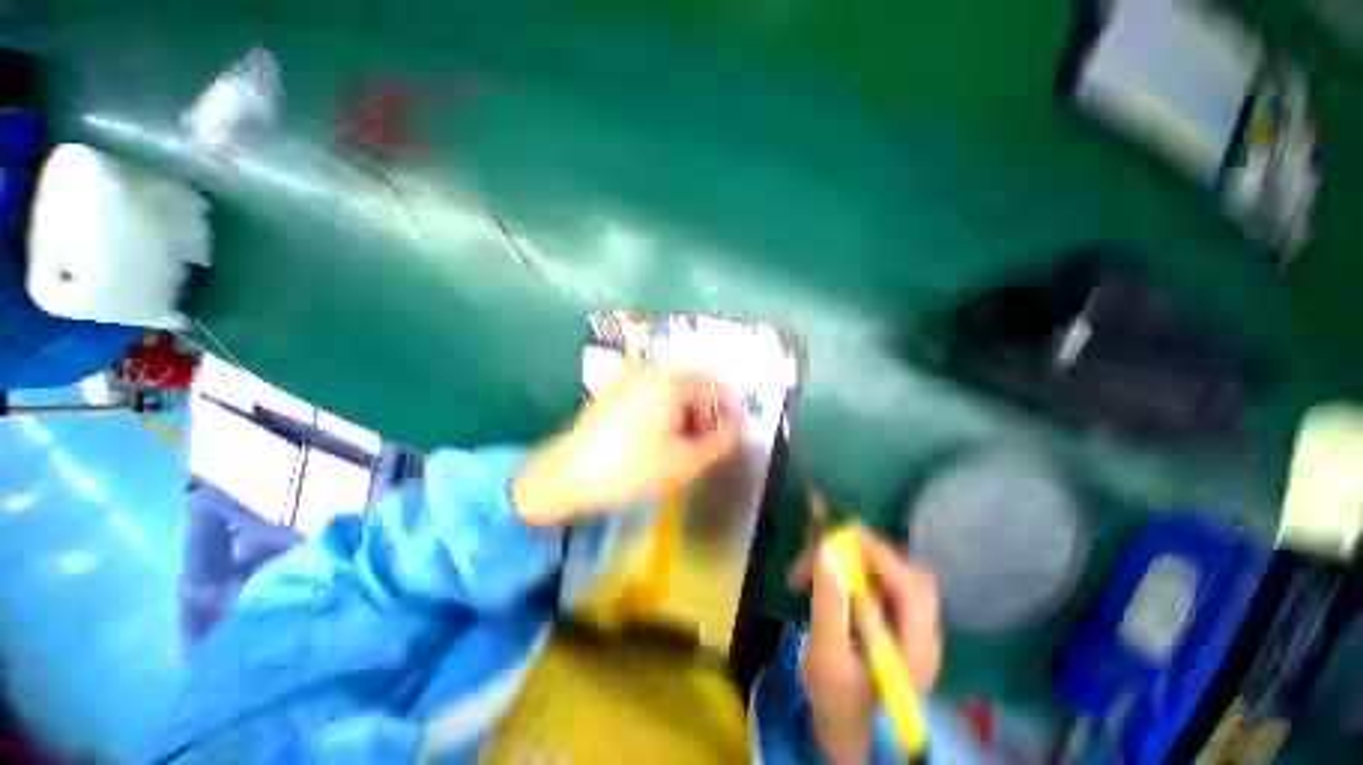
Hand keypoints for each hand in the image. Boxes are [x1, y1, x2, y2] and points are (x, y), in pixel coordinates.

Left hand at [512, 367, 742, 524]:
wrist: (565, 478)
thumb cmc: (629, 469)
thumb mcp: (684, 462)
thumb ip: (720, 443)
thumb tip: (736, 428)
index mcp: (667, 382)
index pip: (713, 383)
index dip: (730, 407)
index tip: (734, 432)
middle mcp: (646, 373)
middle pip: (691, 388)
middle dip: (705, 416)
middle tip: (704, 448)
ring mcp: (626, 382)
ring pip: (670, 395)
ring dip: (685, 419)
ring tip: (681, 450)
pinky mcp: (612, 396)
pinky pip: (650, 399)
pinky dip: (664, 417)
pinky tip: (656, 444)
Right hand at [792, 529, 941, 764]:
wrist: (843, 727)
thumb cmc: (835, 700)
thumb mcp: (826, 656)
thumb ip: (829, 605)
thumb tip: (827, 552)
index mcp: (916, 651)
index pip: (912, 589)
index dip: (878, 557)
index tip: (836, 541)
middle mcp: (922, 632)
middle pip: (903, 573)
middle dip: (860, 555)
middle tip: (820, 552)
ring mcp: (909, 622)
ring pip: (885, 571)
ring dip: (847, 561)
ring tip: (808, 570)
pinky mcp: (892, 616)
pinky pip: (874, 579)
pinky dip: (846, 570)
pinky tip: (820, 578)